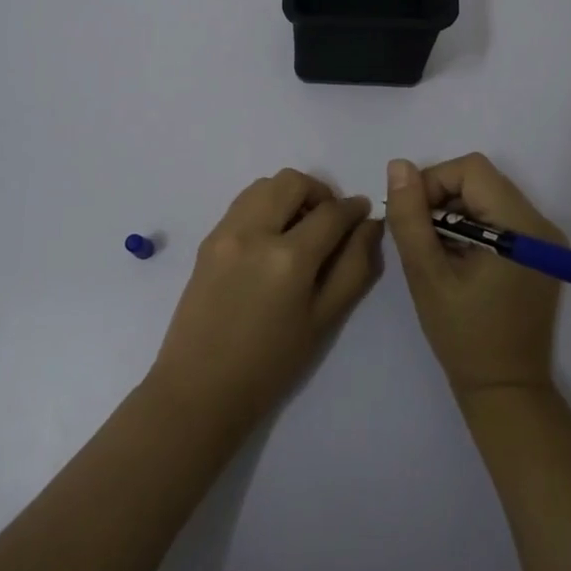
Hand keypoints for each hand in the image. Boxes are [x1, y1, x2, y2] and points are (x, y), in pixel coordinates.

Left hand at [148, 169, 383, 433]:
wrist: (200, 388)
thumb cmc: (271, 364)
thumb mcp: (324, 320)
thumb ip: (353, 267)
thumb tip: (369, 225)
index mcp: (288, 258)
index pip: (330, 212)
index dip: (353, 209)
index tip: (363, 213)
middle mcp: (254, 232)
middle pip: (293, 182)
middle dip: (319, 192)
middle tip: (330, 221)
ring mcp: (225, 232)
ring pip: (264, 185)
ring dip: (289, 195)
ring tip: (300, 227)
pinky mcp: (208, 239)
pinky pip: (242, 203)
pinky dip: (265, 205)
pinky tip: (272, 239)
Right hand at [385, 154, 564, 401]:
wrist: (505, 390)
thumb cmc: (464, 335)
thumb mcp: (426, 274)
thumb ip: (410, 217)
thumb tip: (398, 166)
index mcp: (520, 226)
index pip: (471, 170)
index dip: (434, 182)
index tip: (413, 218)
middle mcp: (540, 224)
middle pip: (481, 180)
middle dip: (442, 199)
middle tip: (421, 238)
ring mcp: (544, 240)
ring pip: (487, 197)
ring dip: (454, 214)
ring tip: (438, 253)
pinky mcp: (539, 253)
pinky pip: (498, 218)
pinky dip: (471, 228)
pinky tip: (457, 261)